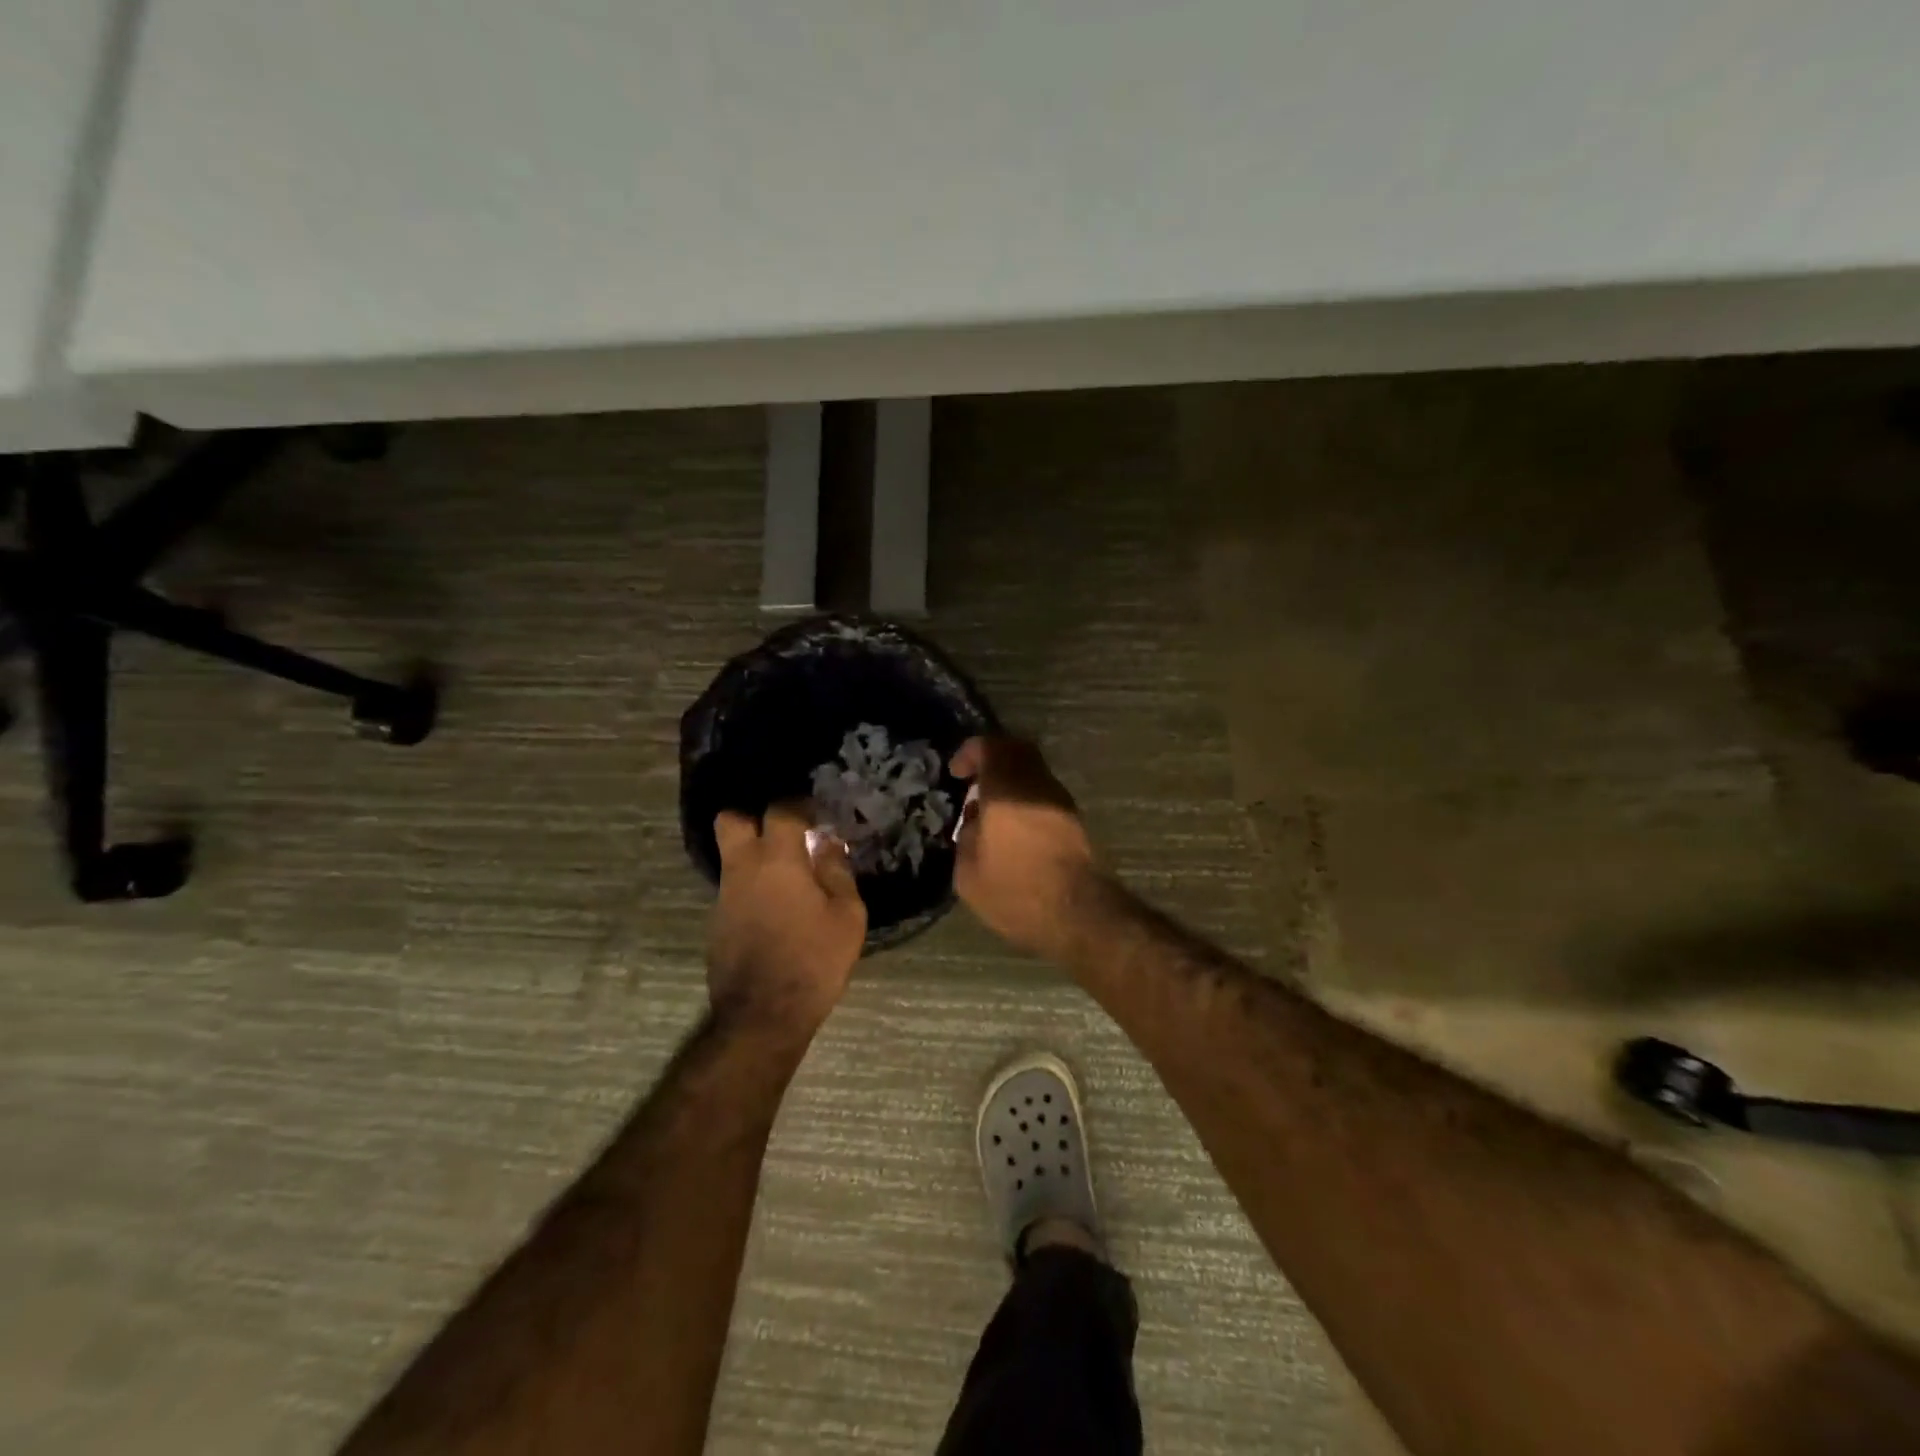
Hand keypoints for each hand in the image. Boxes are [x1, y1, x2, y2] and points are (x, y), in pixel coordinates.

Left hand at [708, 804, 866, 1035]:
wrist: (763, 1016)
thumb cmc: (814, 960)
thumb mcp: (847, 915)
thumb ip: (836, 872)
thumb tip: (827, 845)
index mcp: (777, 860)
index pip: (780, 810)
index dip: (798, 804)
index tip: (815, 812)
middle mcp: (743, 869)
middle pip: (730, 820)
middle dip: (753, 816)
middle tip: (784, 832)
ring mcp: (724, 896)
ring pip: (732, 856)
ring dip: (755, 856)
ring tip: (789, 876)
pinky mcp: (717, 922)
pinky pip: (734, 888)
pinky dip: (752, 887)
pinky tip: (776, 909)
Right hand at [949, 736, 1099, 958]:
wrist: (1079, 915)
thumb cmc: (1016, 893)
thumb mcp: (969, 874)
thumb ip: (966, 837)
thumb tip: (975, 822)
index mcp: (1007, 789)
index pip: (990, 746)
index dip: (970, 753)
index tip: (956, 774)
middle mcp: (1037, 784)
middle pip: (1016, 750)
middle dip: (992, 759)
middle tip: (974, 782)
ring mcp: (1060, 800)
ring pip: (1033, 770)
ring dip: (1011, 780)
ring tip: (991, 811)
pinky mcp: (1074, 819)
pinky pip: (1043, 792)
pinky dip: (1025, 797)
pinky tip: (1013, 828)